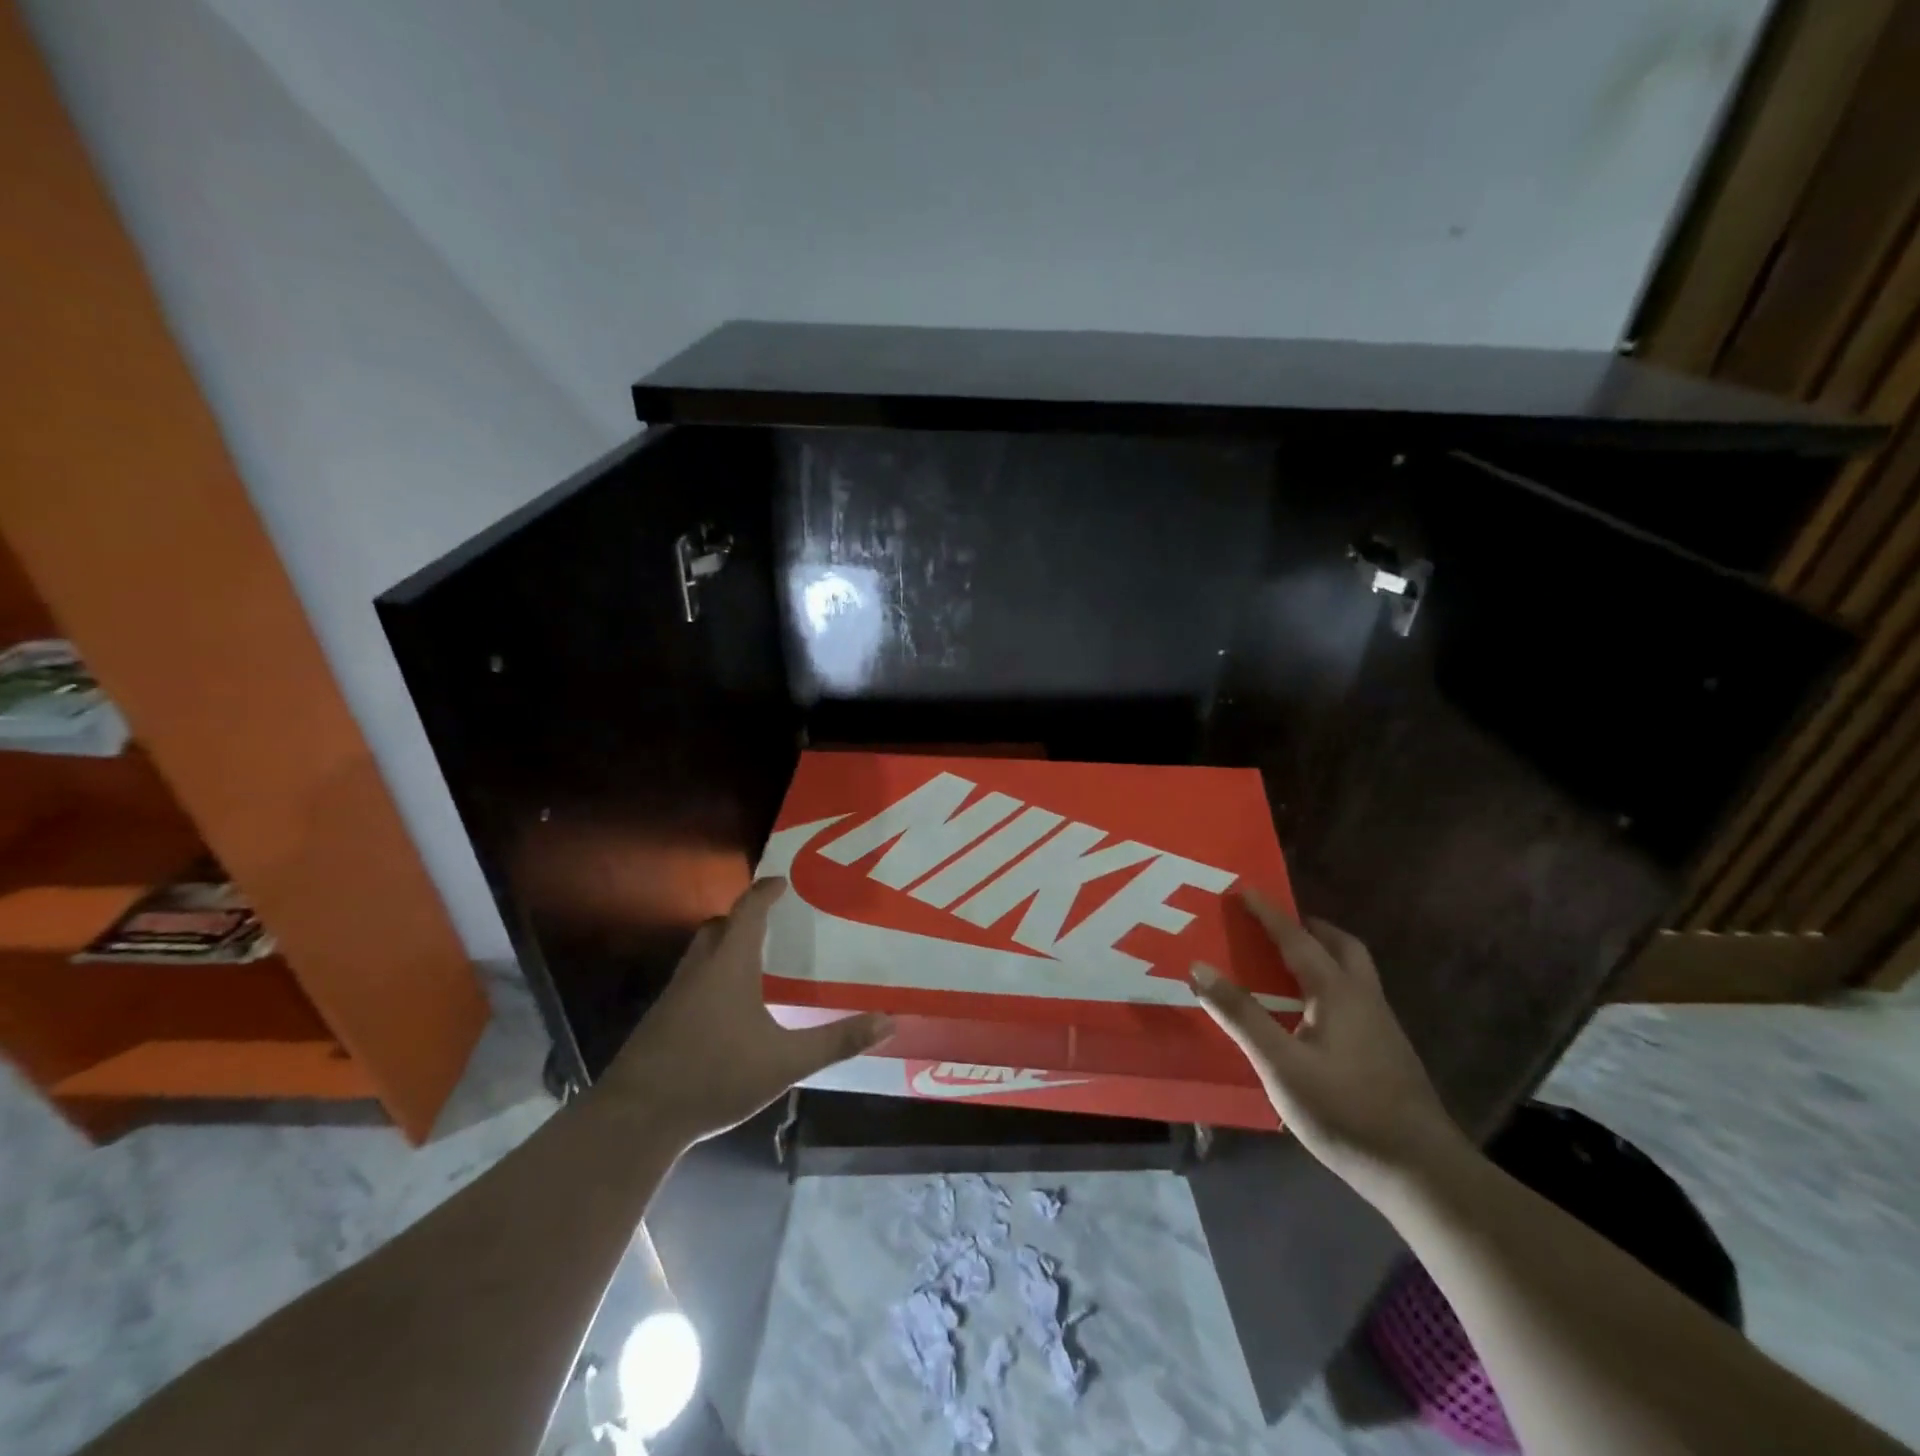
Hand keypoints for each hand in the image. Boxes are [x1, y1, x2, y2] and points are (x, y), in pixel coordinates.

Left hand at [602, 878, 893, 1143]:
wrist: (637, 1118)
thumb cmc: (716, 1076)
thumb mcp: (786, 1062)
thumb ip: (837, 1041)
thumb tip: (888, 1021)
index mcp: (729, 965)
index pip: (748, 911)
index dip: (766, 892)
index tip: (783, 881)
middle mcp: (699, 970)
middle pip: (718, 926)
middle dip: (743, 917)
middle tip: (772, 921)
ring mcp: (674, 995)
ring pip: (701, 953)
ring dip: (725, 946)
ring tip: (755, 962)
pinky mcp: (660, 1020)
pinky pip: (691, 980)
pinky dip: (712, 976)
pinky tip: (728, 1008)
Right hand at [1190, 893, 1467, 1200]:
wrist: (1420, 1172)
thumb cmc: (1344, 1110)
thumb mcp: (1279, 1064)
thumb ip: (1240, 1014)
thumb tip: (1199, 967)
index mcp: (1337, 992)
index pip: (1297, 939)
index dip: (1268, 914)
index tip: (1244, 890)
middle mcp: (1364, 999)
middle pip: (1341, 946)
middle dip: (1308, 928)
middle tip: (1277, 925)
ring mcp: (1382, 1028)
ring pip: (1353, 973)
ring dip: (1323, 955)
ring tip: (1288, 965)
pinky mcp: (1388, 1054)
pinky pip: (1355, 999)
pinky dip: (1330, 986)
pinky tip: (1311, 1016)